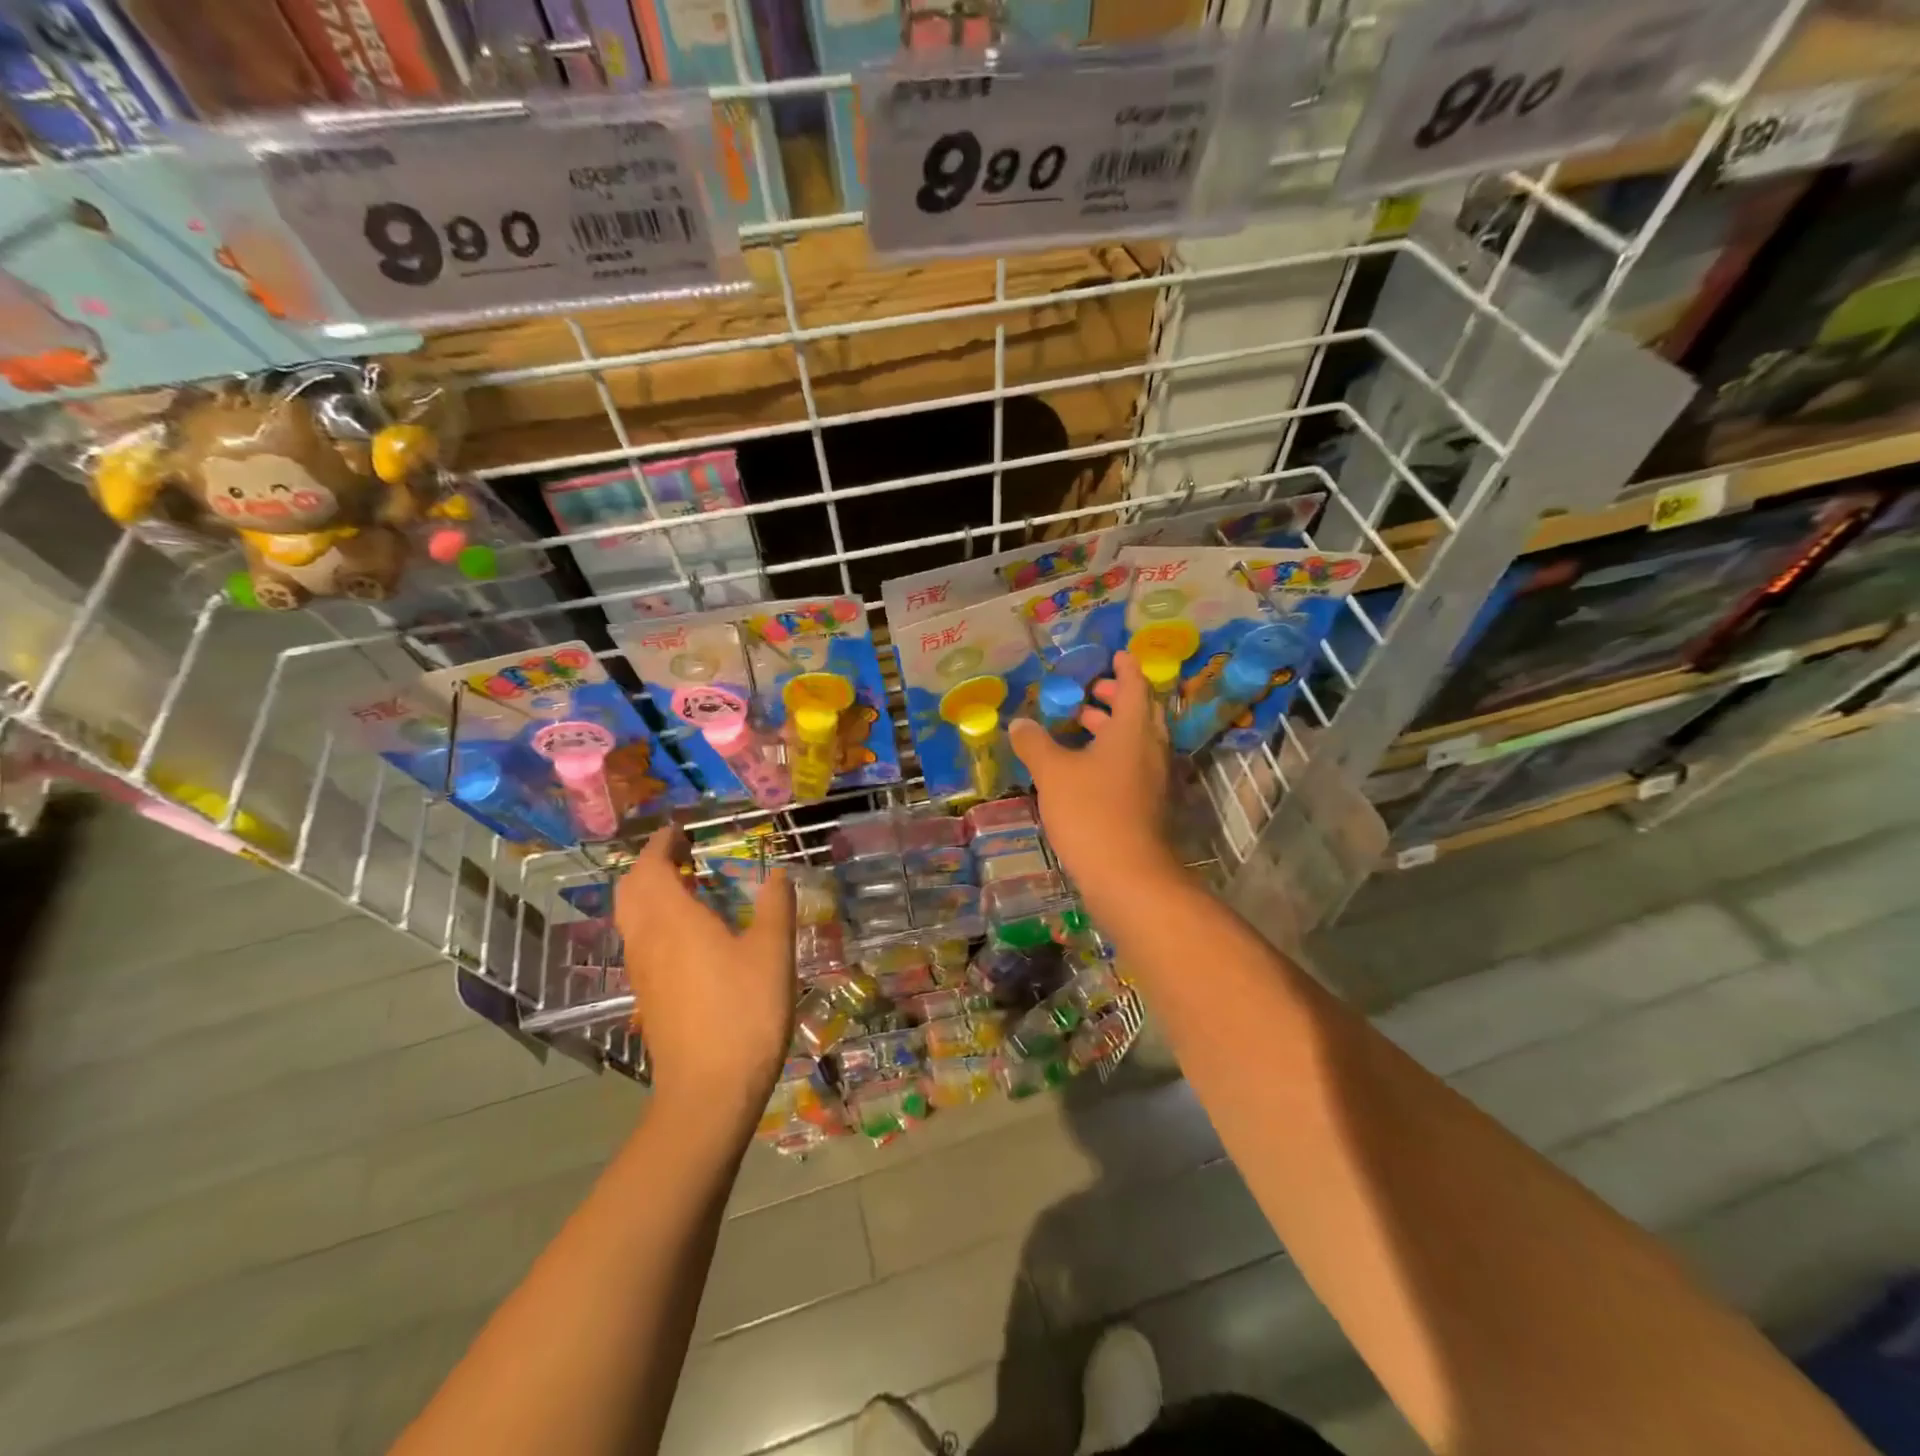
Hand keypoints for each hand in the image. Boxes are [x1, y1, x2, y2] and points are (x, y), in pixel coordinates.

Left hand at [615, 828, 793, 1125]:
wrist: (709, 1092)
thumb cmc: (744, 1011)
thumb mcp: (773, 952)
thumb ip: (775, 906)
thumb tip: (777, 874)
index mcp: (673, 919)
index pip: (651, 867)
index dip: (661, 844)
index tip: (678, 830)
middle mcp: (647, 940)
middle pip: (631, 890)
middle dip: (649, 865)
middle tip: (680, 855)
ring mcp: (642, 972)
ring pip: (631, 919)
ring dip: (649, 893)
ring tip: (685, 888)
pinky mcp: (647, 998)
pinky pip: (640, 943)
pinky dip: (654, 922)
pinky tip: (687, 937)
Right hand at [1008, 651, 1178, 906]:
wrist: (1127, 876)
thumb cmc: (1091, 812)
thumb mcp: (1053, 773)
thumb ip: (1035, 743)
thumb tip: (1020, 723)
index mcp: (1133, 730)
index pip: (1135, 685)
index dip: (1125, 668)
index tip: (1115, 655)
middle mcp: (1151, 748)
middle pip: (1140, 712)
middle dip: (1116, 697)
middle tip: (1091, 692)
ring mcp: (1155, 779)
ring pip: (1137, 741)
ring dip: (1113, 728)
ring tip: (1081, 726)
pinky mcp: (1151, 805)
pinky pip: (1135, 766)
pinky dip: (1114, 755)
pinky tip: (1087, 769)